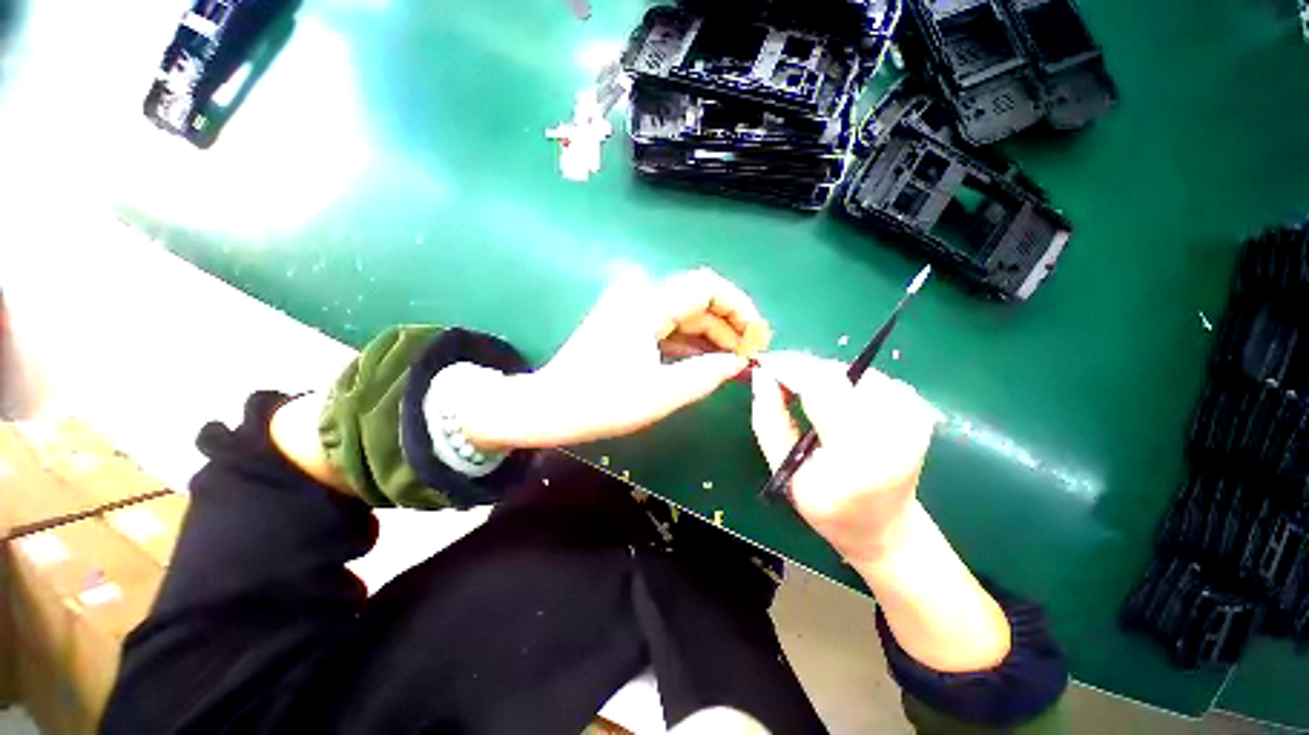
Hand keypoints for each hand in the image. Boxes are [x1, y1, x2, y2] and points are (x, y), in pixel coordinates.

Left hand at [459, 268, 771, 448]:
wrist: (551, 406)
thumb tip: (739, 363)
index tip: (757, 336)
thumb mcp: (661, 394)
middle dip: (728, 326)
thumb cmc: (602, 402)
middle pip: (698, 300)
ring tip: (734, 363)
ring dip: (711, 336)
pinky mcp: (628, 324)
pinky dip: (690, 342)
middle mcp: (641, 296)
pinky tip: (705, 362)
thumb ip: (706, 375)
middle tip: (749, 357)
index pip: (707, 287)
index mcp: (647, 305)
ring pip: (685, 314)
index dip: (739, 308)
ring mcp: (632, 309)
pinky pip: (669, 326)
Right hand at [750, 352, 940, 563]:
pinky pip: (866, 377)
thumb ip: (768, 420)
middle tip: (775, 374)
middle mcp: (895, 428)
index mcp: (859, 455)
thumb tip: (761, 375)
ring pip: (848, 370)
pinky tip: (831, 400)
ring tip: (799, 390)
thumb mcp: (785, 470)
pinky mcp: (917, 407)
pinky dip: (840, 381)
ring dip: (819, 374)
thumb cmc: (828, 507)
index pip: (819, 389)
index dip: (788, 369)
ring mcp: (912, 415)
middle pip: (836, 373)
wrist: (885, 527)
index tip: (763, 363)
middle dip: (800, 367)